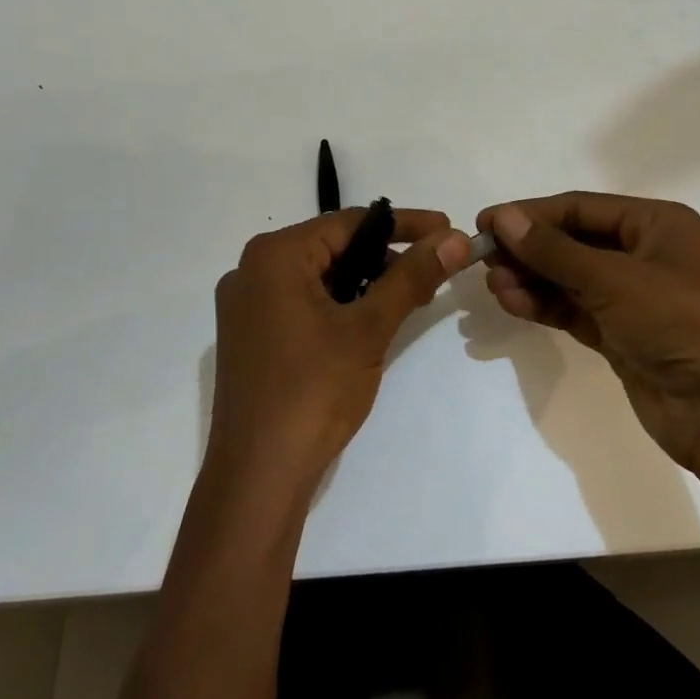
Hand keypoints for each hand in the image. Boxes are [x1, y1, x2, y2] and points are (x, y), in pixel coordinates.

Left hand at [207, 209, 469, 493]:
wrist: (257, 475)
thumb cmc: (313, 391)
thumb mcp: (369, 328)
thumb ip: (411, 277)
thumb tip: (454, 240)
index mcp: (274, 256)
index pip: (349, 222)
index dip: (404, 224)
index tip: (446, 229)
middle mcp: (251, 270)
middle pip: (331, 246)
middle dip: (385, 255)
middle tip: (431, 268)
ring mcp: (245, 305)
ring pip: (317, 275)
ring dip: (364, 281)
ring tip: (409, 296)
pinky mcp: (249, 335)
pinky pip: (300, 300)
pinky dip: (338, 303)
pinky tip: (370, 320)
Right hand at [477, 193, 699, 483]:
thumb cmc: (680, 321)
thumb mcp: (614, 278)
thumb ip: (554, 250)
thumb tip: (503, 218)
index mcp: (656, 224)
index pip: (581, 208)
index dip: (532, 213)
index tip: (487, 222)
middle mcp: (645, 255)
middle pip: (574, 242)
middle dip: (530, 248)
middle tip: (484, 257)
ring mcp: (634, 299)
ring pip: (571, 279)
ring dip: (532, 279)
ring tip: (494, 285)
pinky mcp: (623, 337)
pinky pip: (575, 311)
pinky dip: (545, 306)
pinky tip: (513, 303)